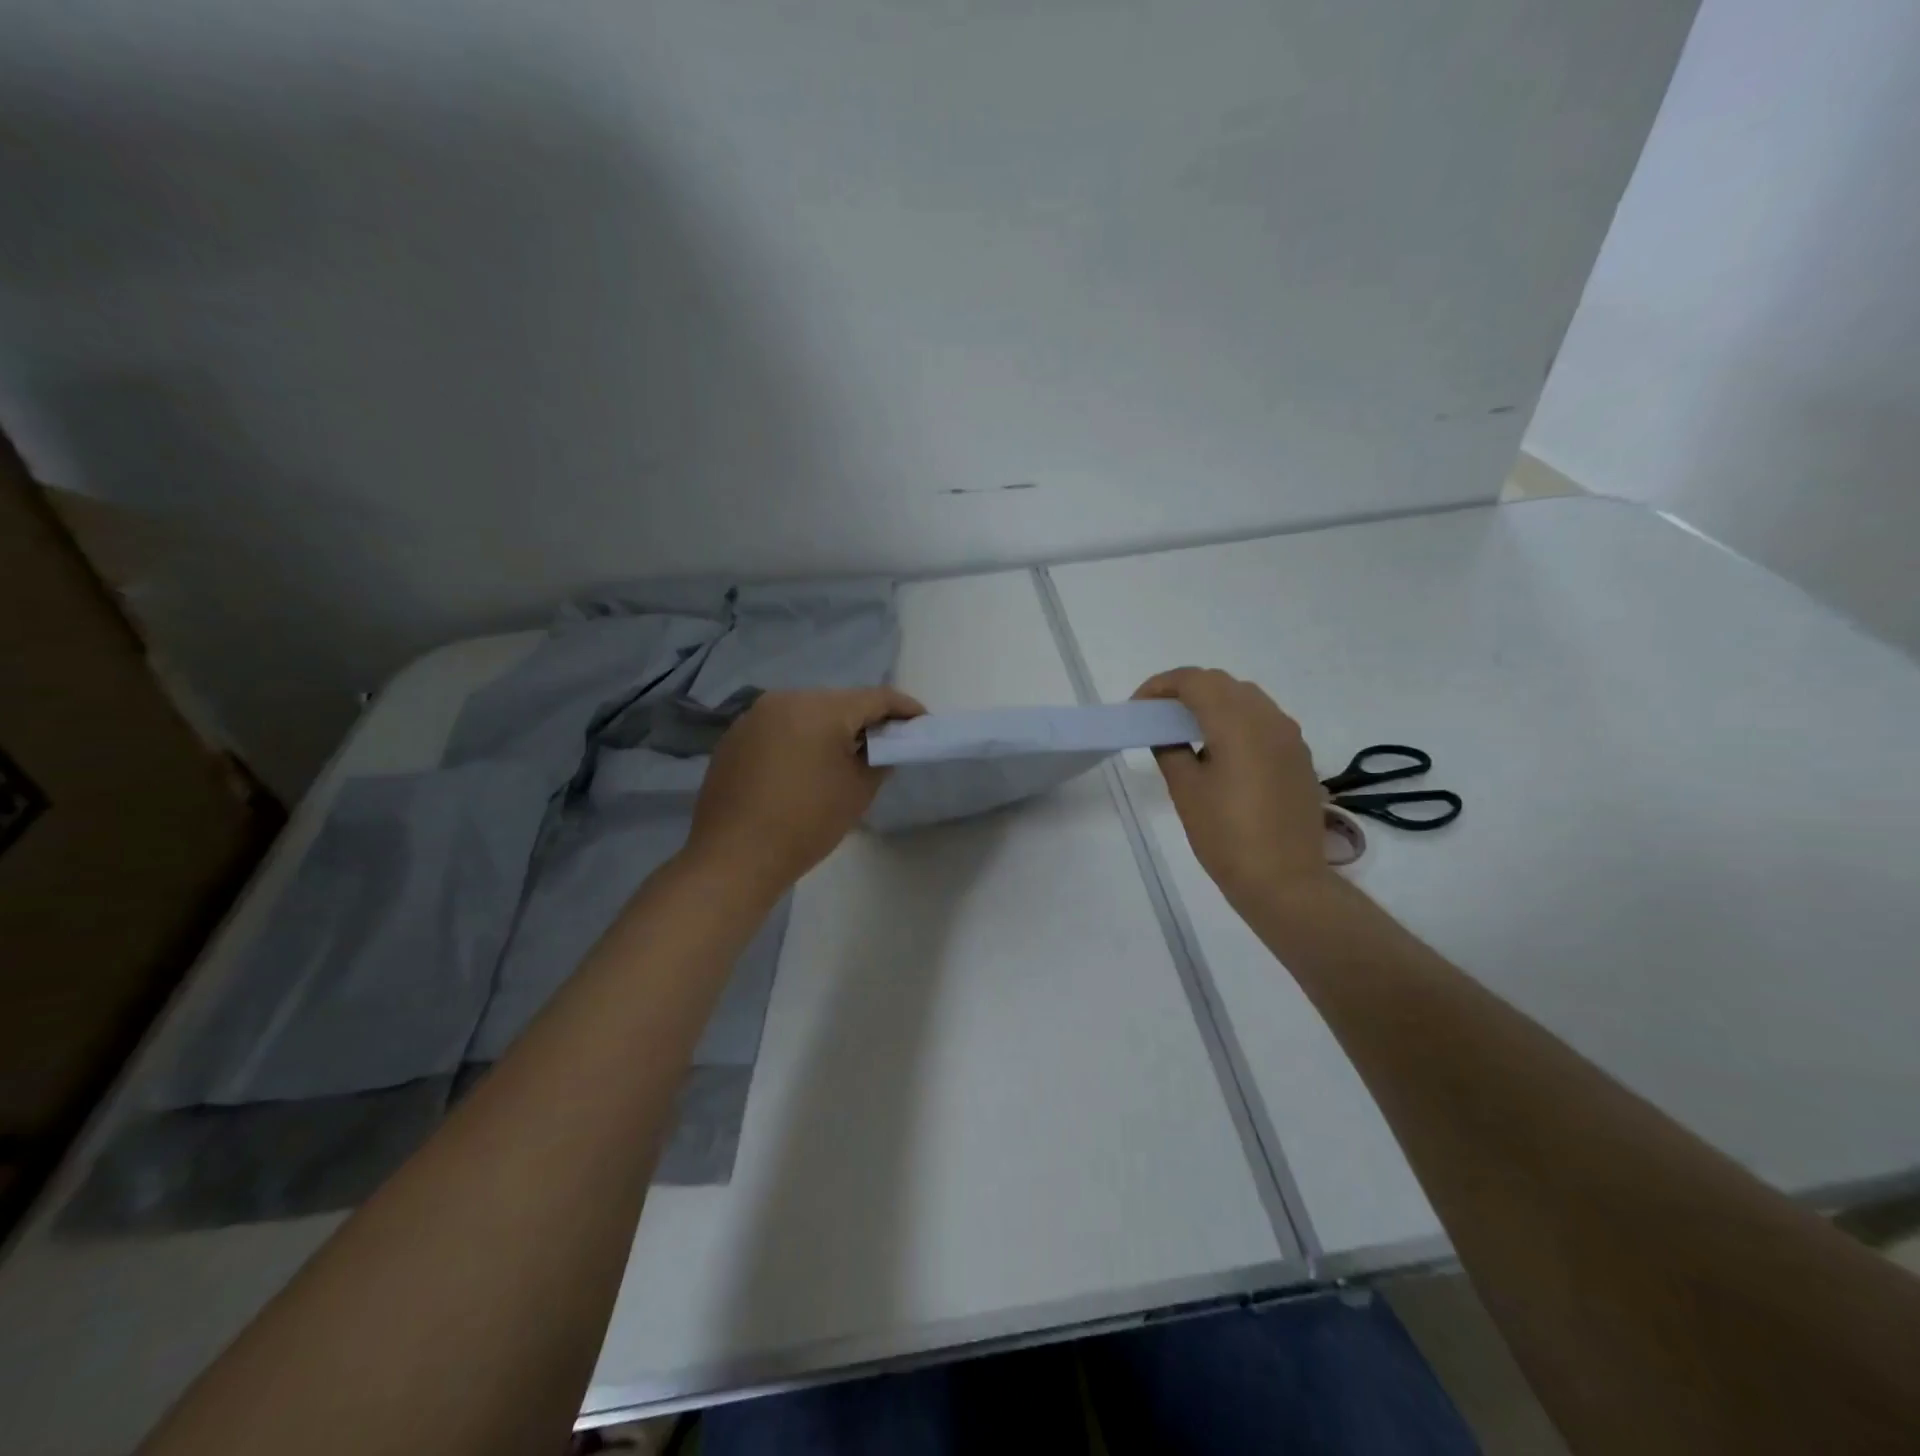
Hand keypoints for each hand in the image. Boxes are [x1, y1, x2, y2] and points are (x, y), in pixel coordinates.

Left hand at [685, 687, 925, 894]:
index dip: (904, 708)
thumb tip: (880, 746)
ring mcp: (755, 716)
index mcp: (821, 708)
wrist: (733, 857)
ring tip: (847, 754)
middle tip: (886, 741)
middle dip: (865, 718)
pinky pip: (781, 726)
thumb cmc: (806, 823)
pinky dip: (801, 738)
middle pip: (839, 701)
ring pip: (808, 712)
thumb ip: (879, 759)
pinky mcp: (735, 736)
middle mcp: (786, 699)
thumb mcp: (857, 791)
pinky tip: (805, 765)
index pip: (875, 698)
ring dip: (831, 727)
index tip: (922, 722)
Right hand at [1133, 668, 1331, 910]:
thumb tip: (1166, 734)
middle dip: (1186, 690)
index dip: (1161, 686)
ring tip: (1186, 730)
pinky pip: (1264, 722)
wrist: (1285, 880)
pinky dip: (1236, 722)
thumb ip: (1170, 750)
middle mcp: (1268, 718)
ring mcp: (1289, 737)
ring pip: (1247, 699)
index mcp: (1236, 722)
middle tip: (1157, 715)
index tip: (1138, 706)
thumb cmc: (1226, 835)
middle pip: (1222, 684)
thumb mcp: (1185, 791)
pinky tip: (1219, 751)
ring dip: (1214, 703)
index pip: (1194, 681)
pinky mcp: (1299, 757)